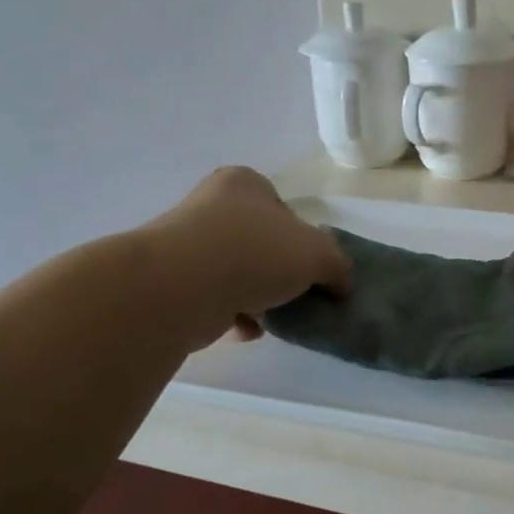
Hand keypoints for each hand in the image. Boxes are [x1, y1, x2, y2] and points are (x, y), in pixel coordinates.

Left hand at [157, 167, 349, 345]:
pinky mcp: (173, 282)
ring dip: (258, 297)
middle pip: (260, 243)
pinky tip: (247, 329)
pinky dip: (234, 315)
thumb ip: (337, 266)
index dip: (304, 240)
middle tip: (297, 295)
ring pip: (237, 273)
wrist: (182, 287)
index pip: (284, 209)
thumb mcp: (317, 254)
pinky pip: (215, 299)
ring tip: (274, 317)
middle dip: (279, 273)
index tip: (312, 268)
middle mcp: (211, 206)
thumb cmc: (255, 252)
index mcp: (245, 184)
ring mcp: (187, 244)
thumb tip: (340, 284)